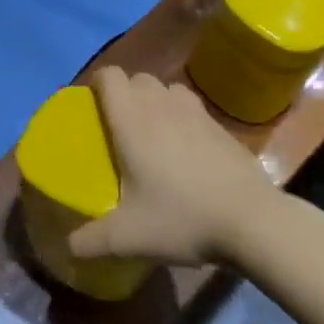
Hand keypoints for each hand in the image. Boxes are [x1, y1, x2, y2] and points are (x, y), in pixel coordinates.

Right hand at [68, 67, 273, 265]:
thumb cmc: (182, 218)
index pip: (109, 76)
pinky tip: (186, 150)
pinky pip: (193, 108)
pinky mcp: (222, 127)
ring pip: (168, 89)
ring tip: (153, 132)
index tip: (90, 106)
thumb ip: (91, 241)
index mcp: (132, 120)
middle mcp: (161, 106)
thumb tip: (69, 246)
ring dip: (156, 101)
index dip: (96, 83)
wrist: (254, 222)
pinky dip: (183, 118)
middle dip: (125, 93)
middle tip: (119, 126)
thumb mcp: (128, 238)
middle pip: (138, 78)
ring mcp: (196, 113)